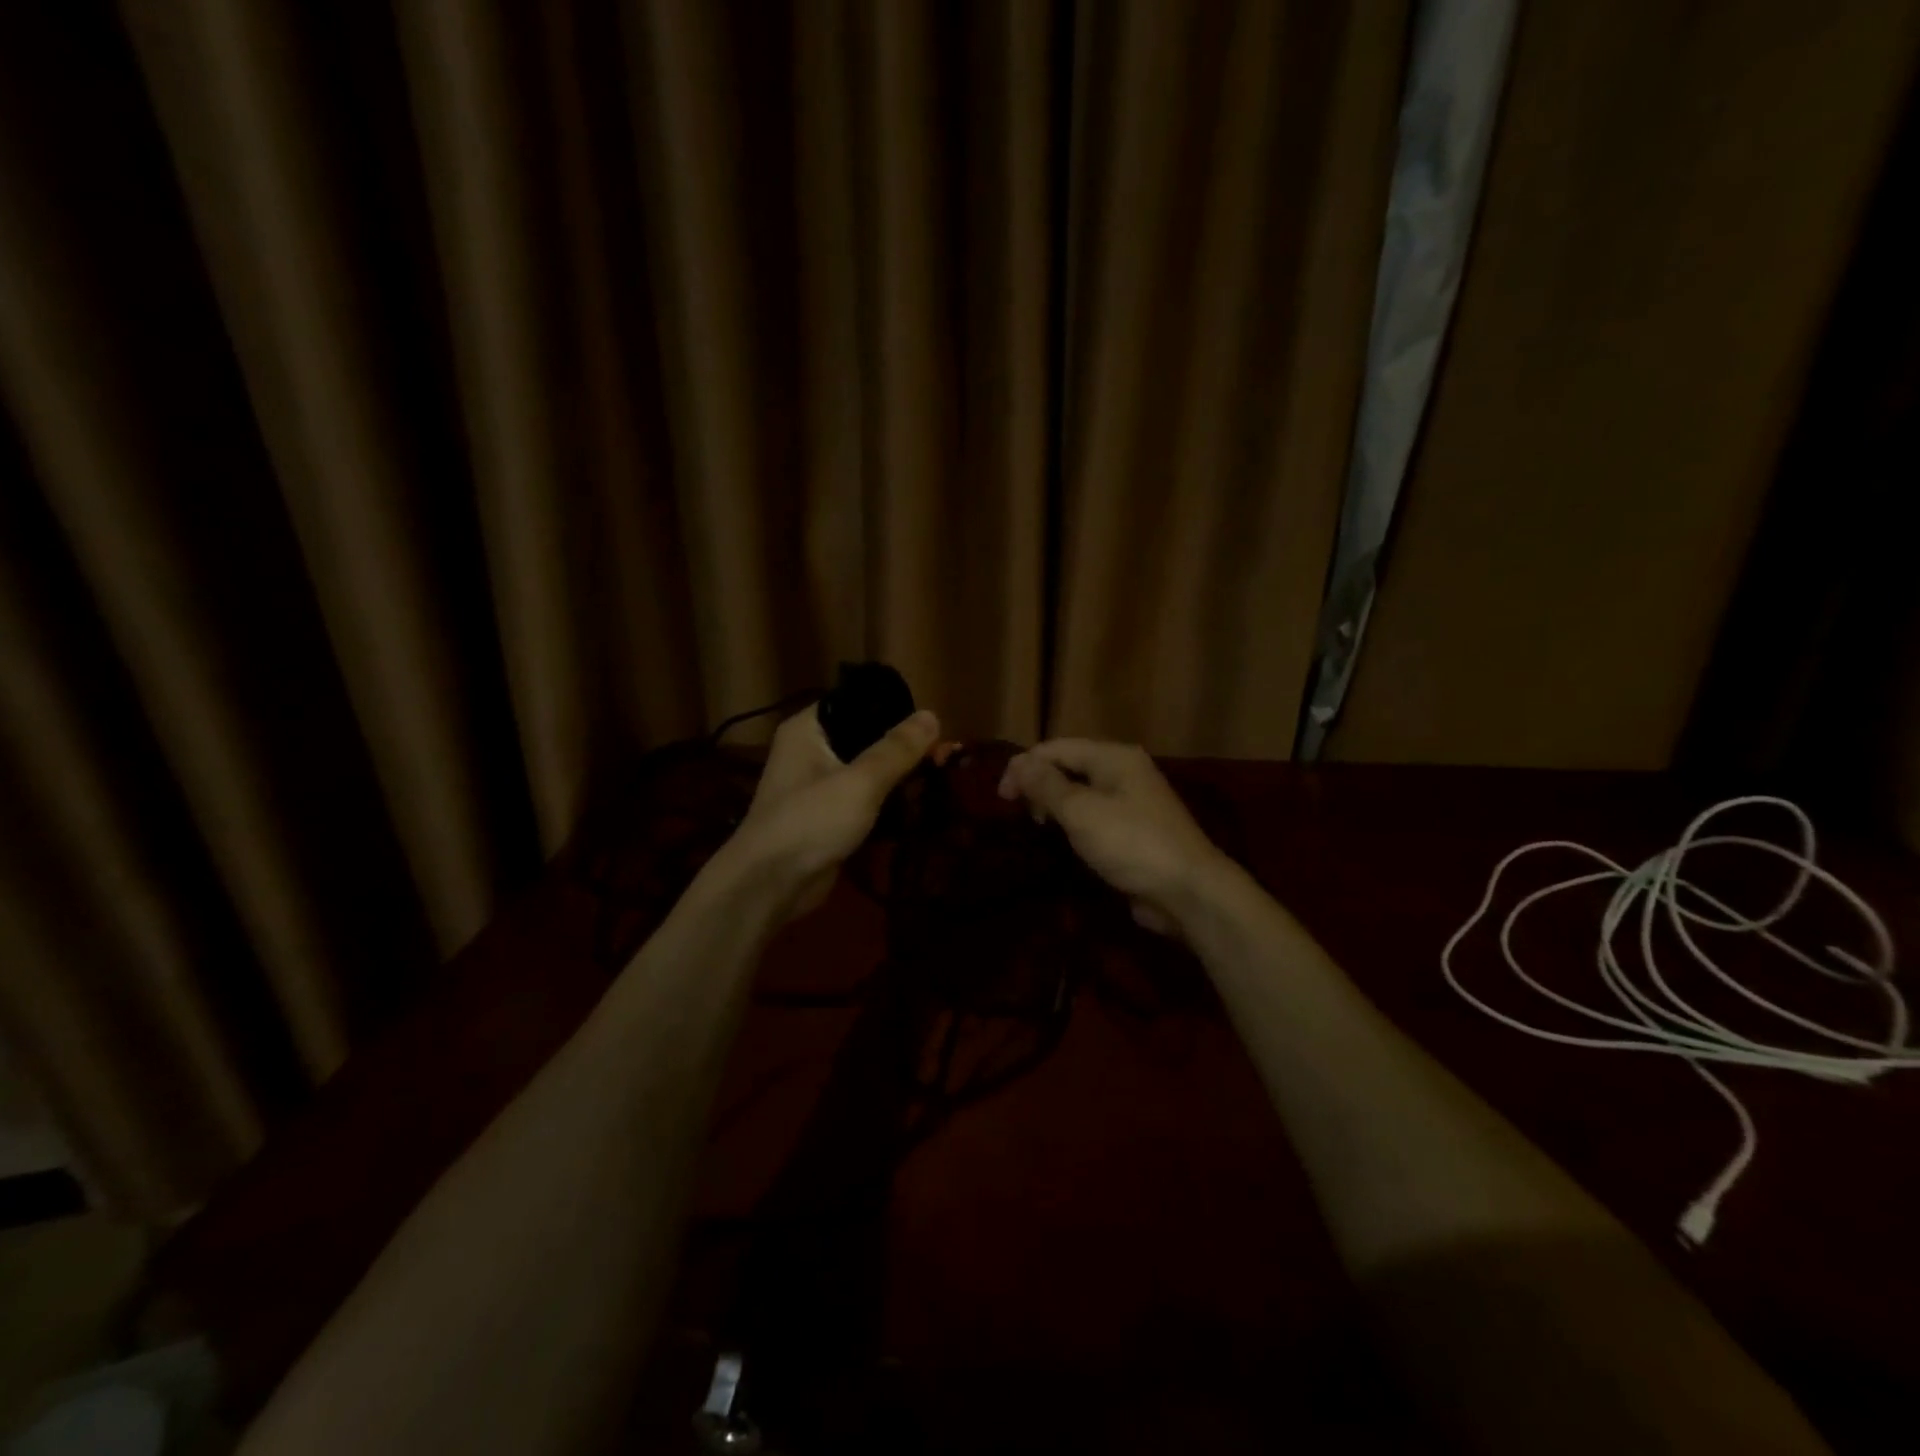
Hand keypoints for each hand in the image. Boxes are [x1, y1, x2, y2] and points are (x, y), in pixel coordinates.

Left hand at [735, 704, 940, 915]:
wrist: (770, 885)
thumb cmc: (811, 820)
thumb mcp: (861, 781)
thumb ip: (897, 749)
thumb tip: (932, 715)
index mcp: (809, 730)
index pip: (856, 703)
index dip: (894, 710)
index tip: (931, 724)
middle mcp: (811, 752)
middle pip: (866, 739)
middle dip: (904, 750)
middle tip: (945, 757)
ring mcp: (819, 787)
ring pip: (868, 772)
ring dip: (900, 778)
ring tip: (940, 780)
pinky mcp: (829, 818)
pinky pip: (865, 801)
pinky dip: (889, 804)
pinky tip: (920, 807)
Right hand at [997, 739, 1228, 933]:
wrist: (1187, 891)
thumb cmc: (1131, 843)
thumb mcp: (1081, 811)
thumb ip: (1046, 785)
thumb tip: (1018, 763)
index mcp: (1114, 757)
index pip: (1057, 747)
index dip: (1024, 766)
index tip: (1002, 797)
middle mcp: (1124, 771)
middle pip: (1069, 766)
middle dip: (1039, 784)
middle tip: (1021, 813)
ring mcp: (1132, 801)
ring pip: (1081, 792)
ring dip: (1055, 804)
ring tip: (1039, 826)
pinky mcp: (1134, 830)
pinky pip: (1094, 816)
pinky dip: (1074, 823)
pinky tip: (1064, 839)